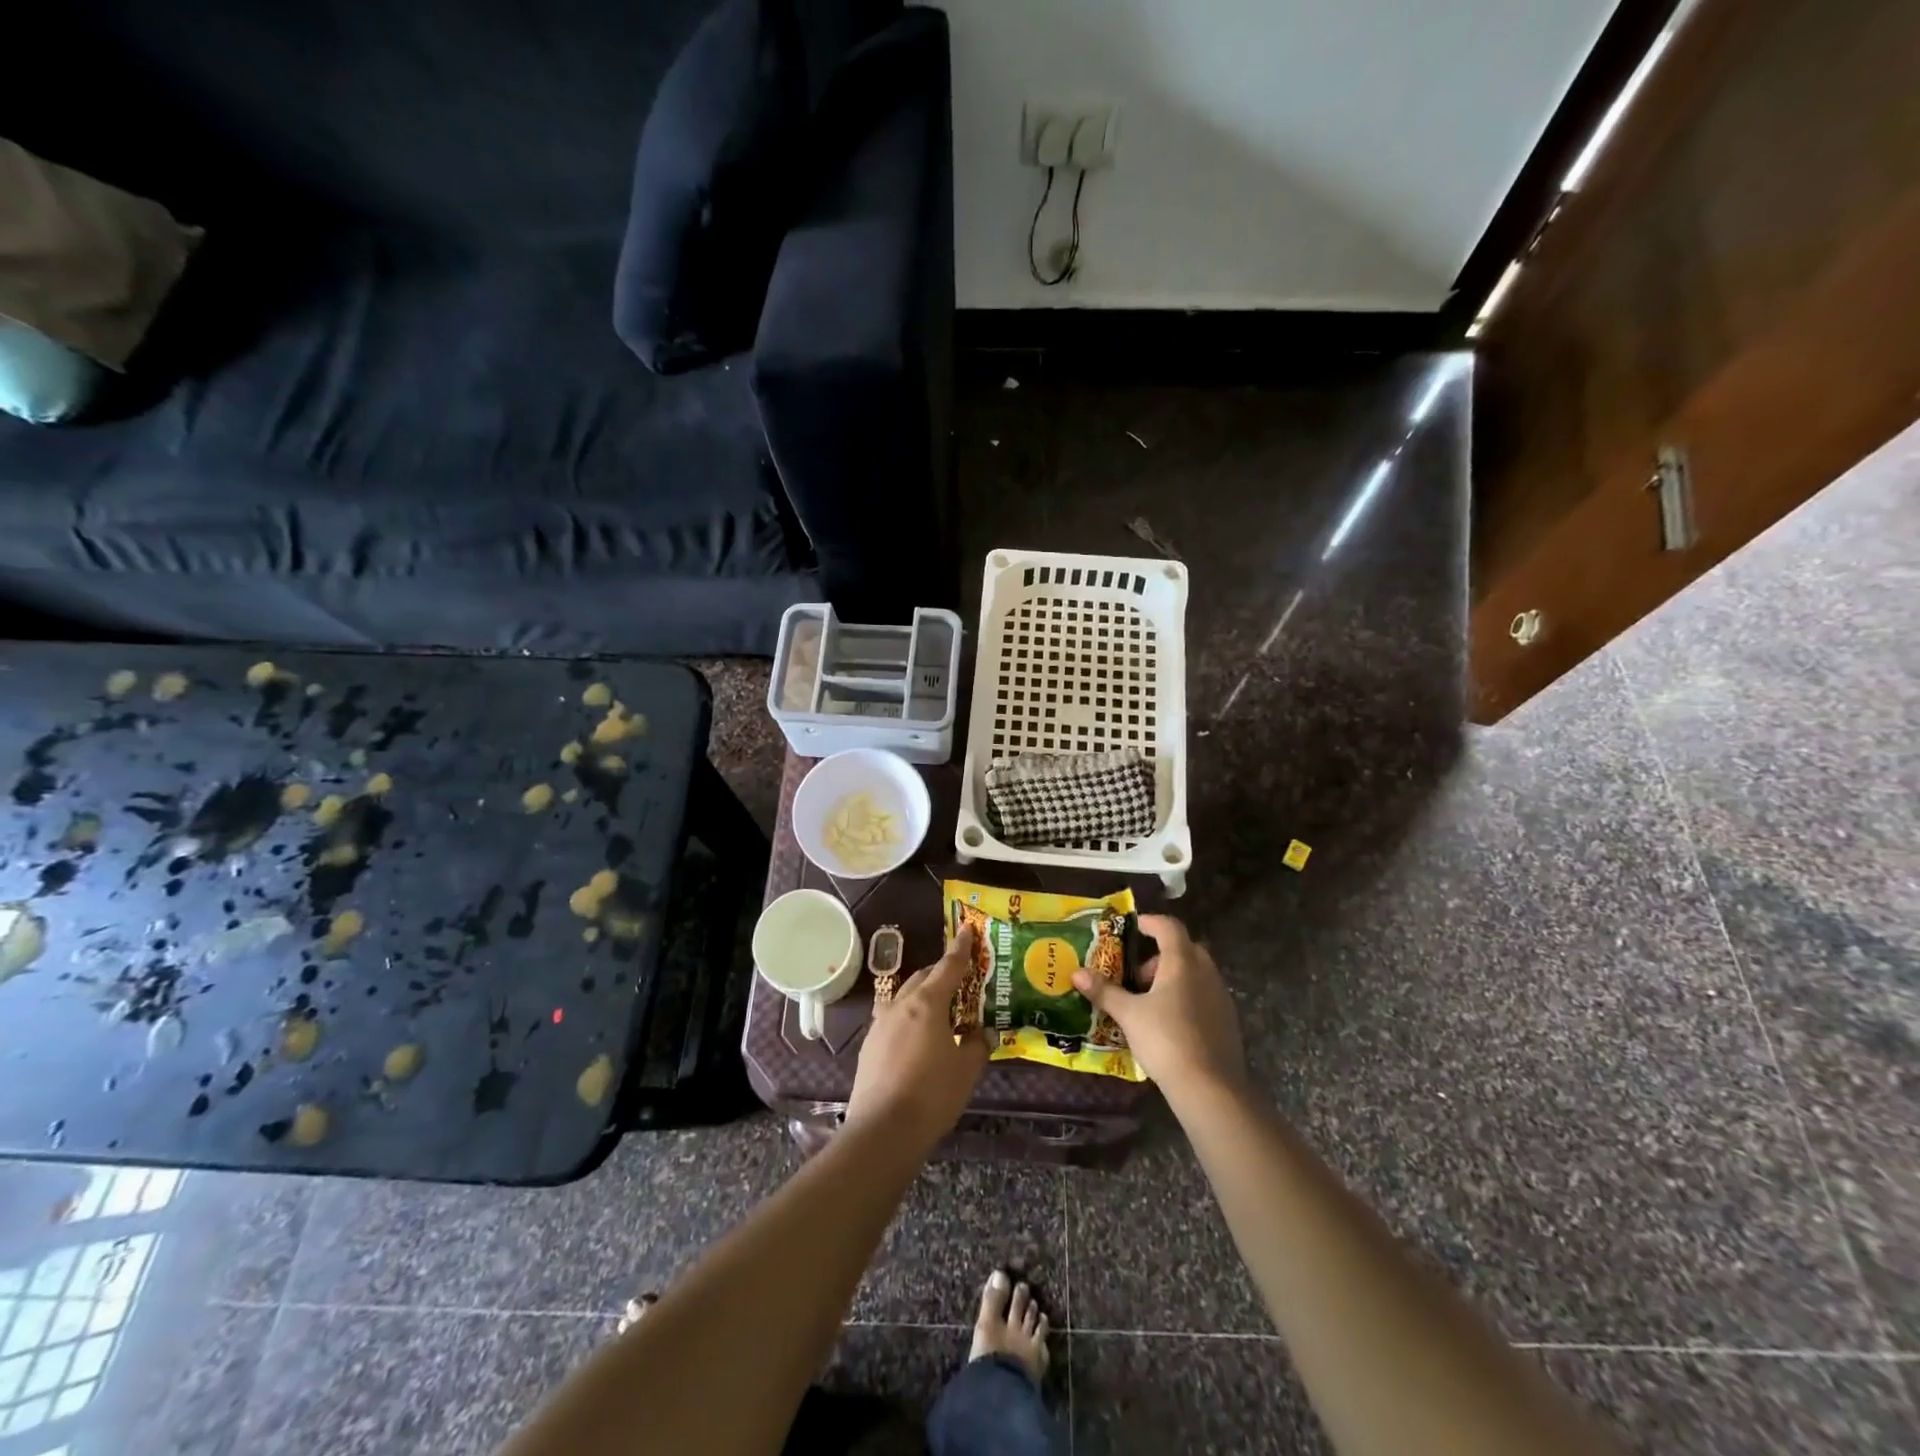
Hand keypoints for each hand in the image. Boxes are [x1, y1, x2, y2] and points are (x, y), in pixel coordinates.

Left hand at [846, 926, 988, 1146]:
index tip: (967, 930)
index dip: (960, 949)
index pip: (947, 967)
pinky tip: (916, 1040)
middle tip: (959, 980)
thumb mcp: (966, 1070)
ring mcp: (880, 1025)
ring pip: (904, 998)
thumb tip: (982, 1034)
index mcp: (927, 1003)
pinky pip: (893, 1020)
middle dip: (940, 974)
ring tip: (939, 1011)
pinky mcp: (869, 1047)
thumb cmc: (932, 1094)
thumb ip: (977, 1046)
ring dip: (922, 997)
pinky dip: (908, 1019)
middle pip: (923, 979)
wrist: (882, 1131)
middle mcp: (900, 1006)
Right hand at [1073, 914, 1245, 1095]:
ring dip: (1173, 978)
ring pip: (1196, 973)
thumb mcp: (1128, 1014)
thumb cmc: (1166, 1040)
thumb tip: (1076, 973)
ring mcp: (1221, 997)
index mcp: (1182, 962)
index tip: (1132, 927)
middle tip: (1136, 976)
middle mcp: (1205, 972)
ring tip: (1149, 1003)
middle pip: (1184, 949)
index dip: (1150, 923)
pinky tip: (1169, 1023)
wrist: (1210, 1088)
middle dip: (1159, 956)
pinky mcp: (1228, 1021)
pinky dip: (1186, 997)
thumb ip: (1104, 991)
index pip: (1169, 927)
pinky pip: (1204, 995)